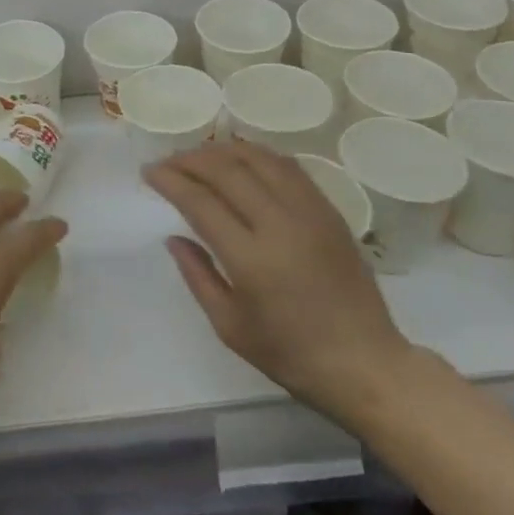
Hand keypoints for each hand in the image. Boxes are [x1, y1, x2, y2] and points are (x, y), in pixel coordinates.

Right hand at [146, 142, 412, 424]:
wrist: (364, 363)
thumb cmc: (290, 354)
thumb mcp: (229, 326)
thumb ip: (197, 275)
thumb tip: (173, 237)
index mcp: (251, 259)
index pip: (200, 202)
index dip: (170, 180)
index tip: (149, 172)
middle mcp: (280, 225)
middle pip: (228, 171)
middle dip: (191, 159)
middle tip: (168, 161)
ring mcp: (310, 213)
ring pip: (260, 159)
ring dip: (224, 150)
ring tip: (201, 156)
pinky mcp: (330, 211)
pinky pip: (289, 167)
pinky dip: (259, 155)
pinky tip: (243, 160)